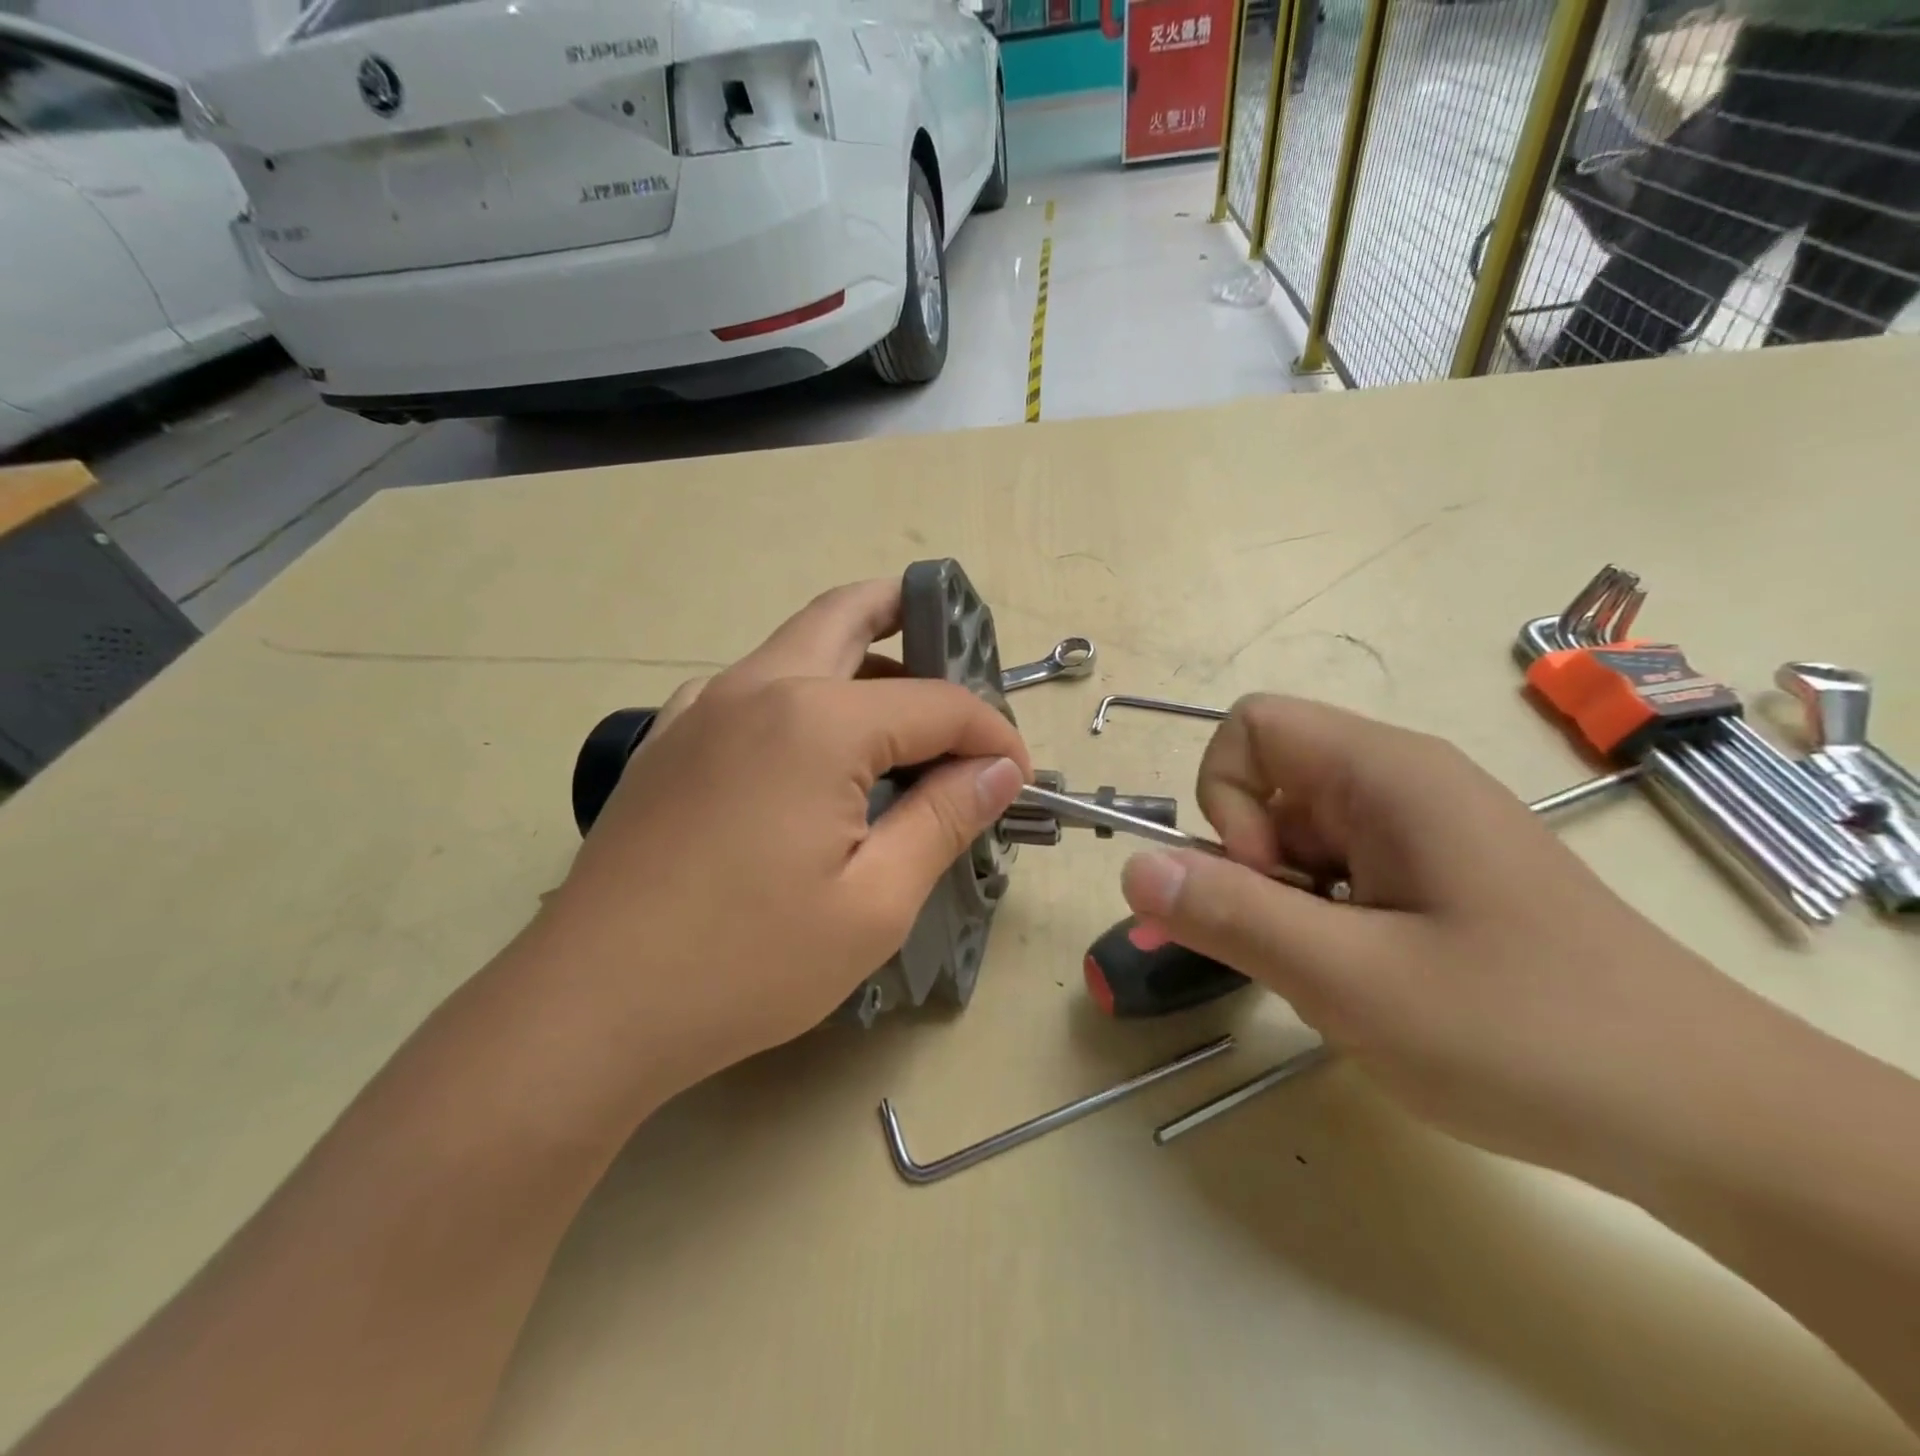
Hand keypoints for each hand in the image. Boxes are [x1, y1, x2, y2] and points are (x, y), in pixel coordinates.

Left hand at [532, 579, 1031, 1102]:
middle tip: (959, 651)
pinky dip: (804, 693)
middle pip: (850, 615)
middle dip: (913, 617)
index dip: (990, 735)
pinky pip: (754, 686)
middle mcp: (756, 686)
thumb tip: (998, 771)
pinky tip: (816, 756)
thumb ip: (943, 818)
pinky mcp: (669, 739)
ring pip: (797, 645)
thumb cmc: (747, 962)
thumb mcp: (874, 902)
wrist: (591, 1005)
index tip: (1017, 778)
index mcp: (816, 720)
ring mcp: (701, 707)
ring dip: (859, 659)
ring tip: (902, 718)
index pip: (937, 702)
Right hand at [1119, 695, 1752, 1180]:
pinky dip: (1324, 924)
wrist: (1708, 1120)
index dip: (1226, 800)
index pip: (1251, 727)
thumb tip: (1131, 866)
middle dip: (1252, 867)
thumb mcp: (1352, 981)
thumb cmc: (1524, 1035)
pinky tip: (1371, 984)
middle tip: (1300, 949)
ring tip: (1342, 978)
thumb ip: (1230, 915)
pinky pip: (1338, 874)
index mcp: (1385, 774)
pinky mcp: (1435, 876)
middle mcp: (1400, 783)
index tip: (1266, 885)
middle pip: (1268, 786)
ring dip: (1286, 905)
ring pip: (1296, 839)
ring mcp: (1421, 831)